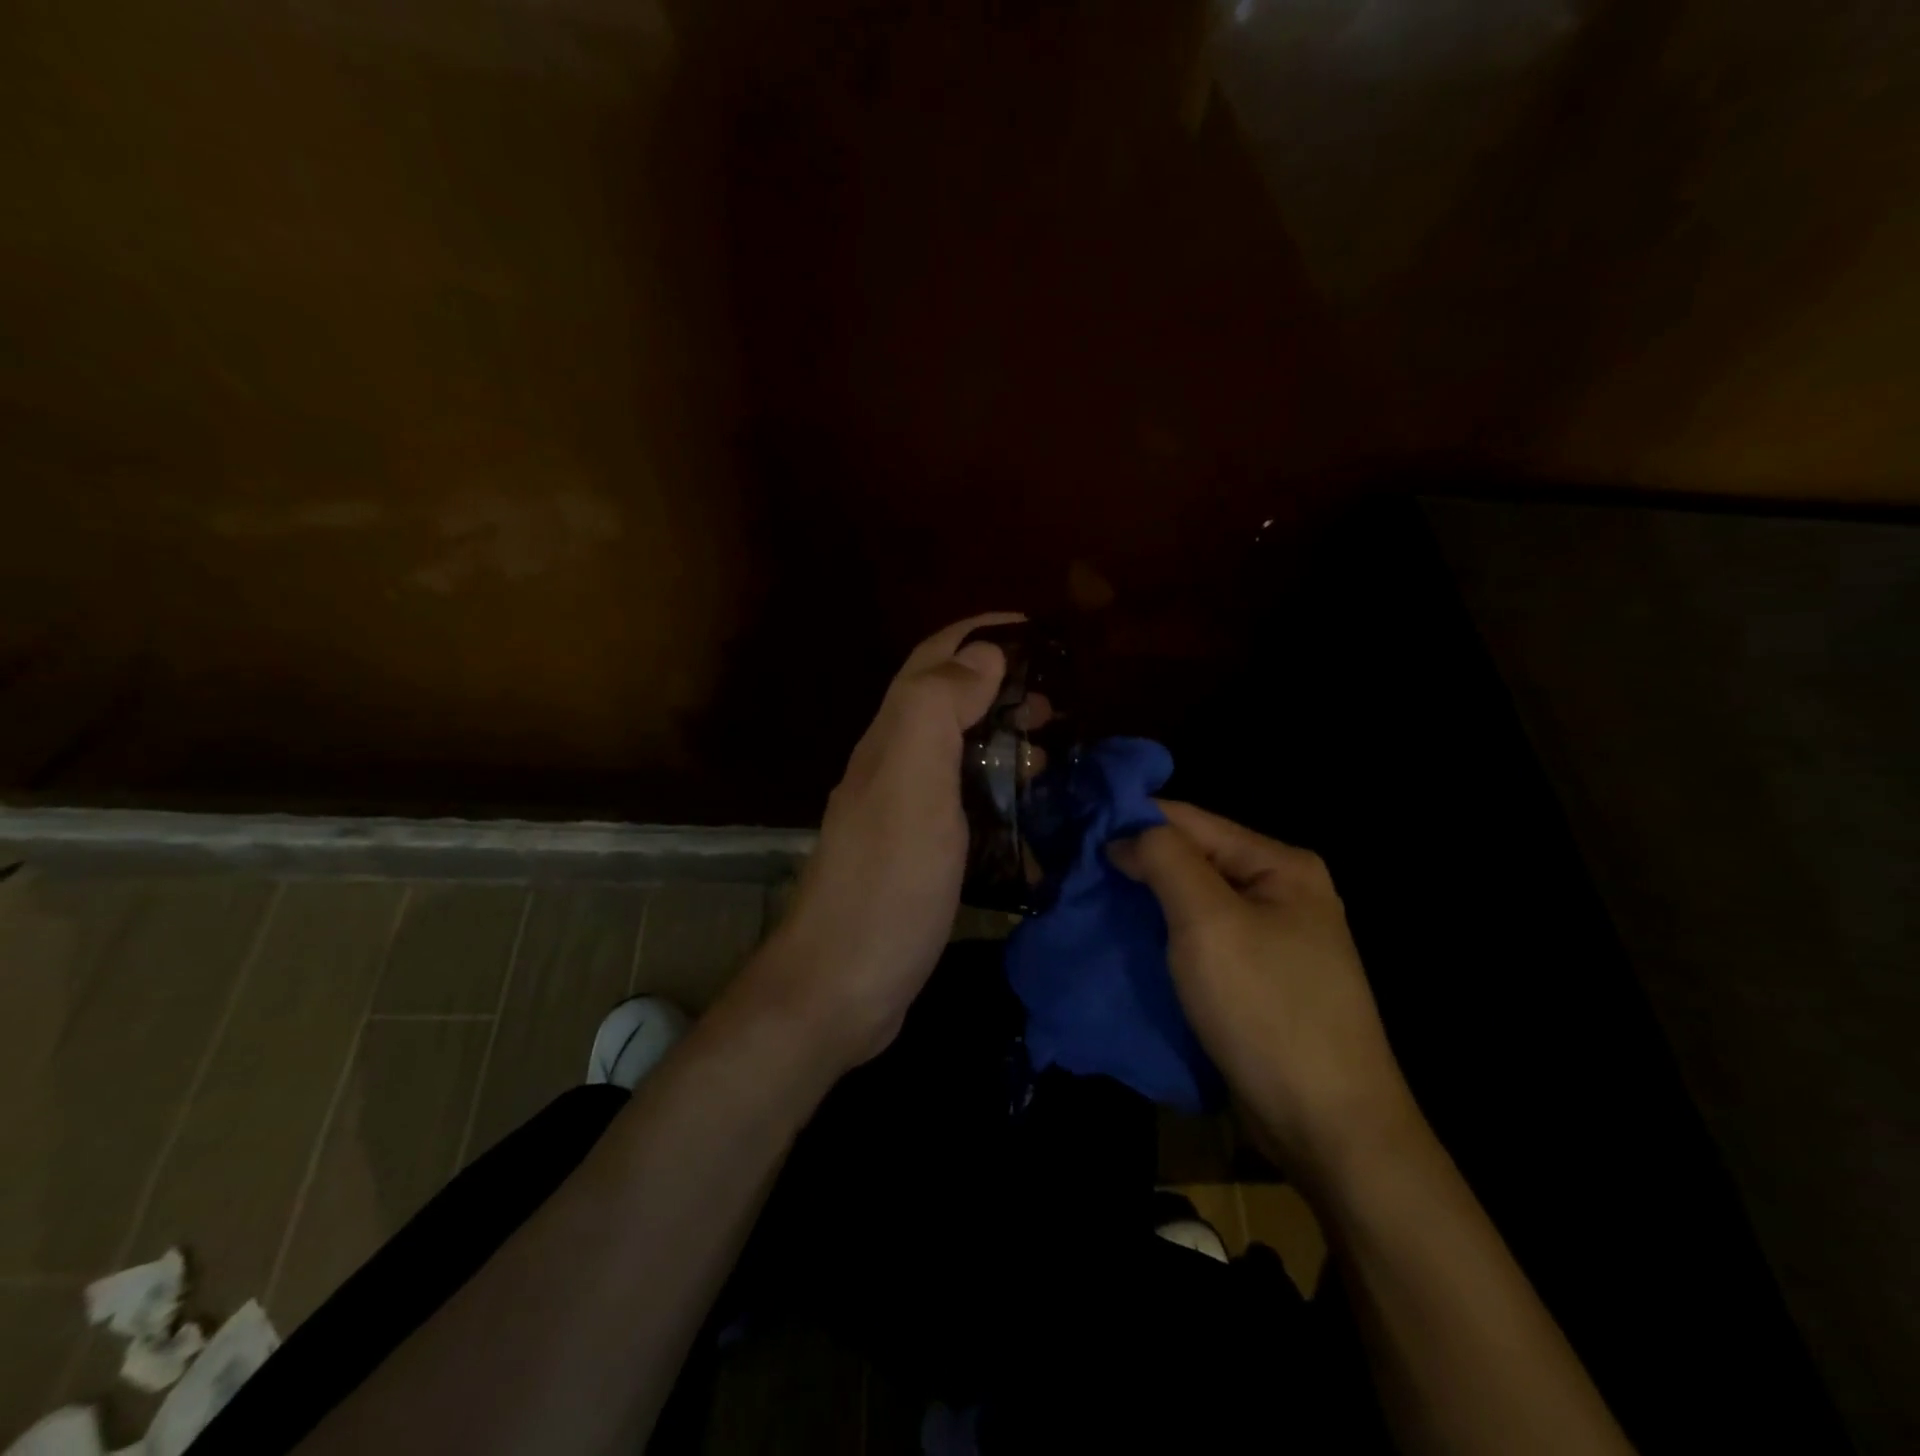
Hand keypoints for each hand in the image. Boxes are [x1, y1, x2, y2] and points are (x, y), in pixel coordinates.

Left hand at [746, 613, 1020, 1070]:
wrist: (840, 986)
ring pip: (955, 754)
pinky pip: (962, 805)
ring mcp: (903, 815)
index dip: (977, 633)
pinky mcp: (917, 856)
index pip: (931, 662)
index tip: (1033, 628)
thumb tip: (981, 655)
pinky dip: (997, 794)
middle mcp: (892, 768)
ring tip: (1050, 754)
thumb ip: (937, 710)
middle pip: (944, 704)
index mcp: (891, 740)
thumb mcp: (911, 784)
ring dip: (1000, 740)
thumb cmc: (885, 883)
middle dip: (997, 687)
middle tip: (1053, 704)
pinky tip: (1027, 816)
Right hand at [1111, 802, 1417, 1178]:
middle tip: (1075, 873)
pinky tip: (1124, 941)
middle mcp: (1281, 893)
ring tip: (1088, 904)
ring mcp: (1272, 940)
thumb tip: (1124, 835)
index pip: (1192, 820)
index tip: (1076, 832)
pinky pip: (1200, 943)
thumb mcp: (1209, 923)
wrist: (1329, 1129)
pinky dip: (1162, 938)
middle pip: (1193, 860)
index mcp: (1281, 866)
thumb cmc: (1267, 1010)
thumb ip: (1166, 861)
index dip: (1132, 821)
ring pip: (1192, 904)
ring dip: (1144, 903)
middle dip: (1135, 864)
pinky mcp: (1257, 981)